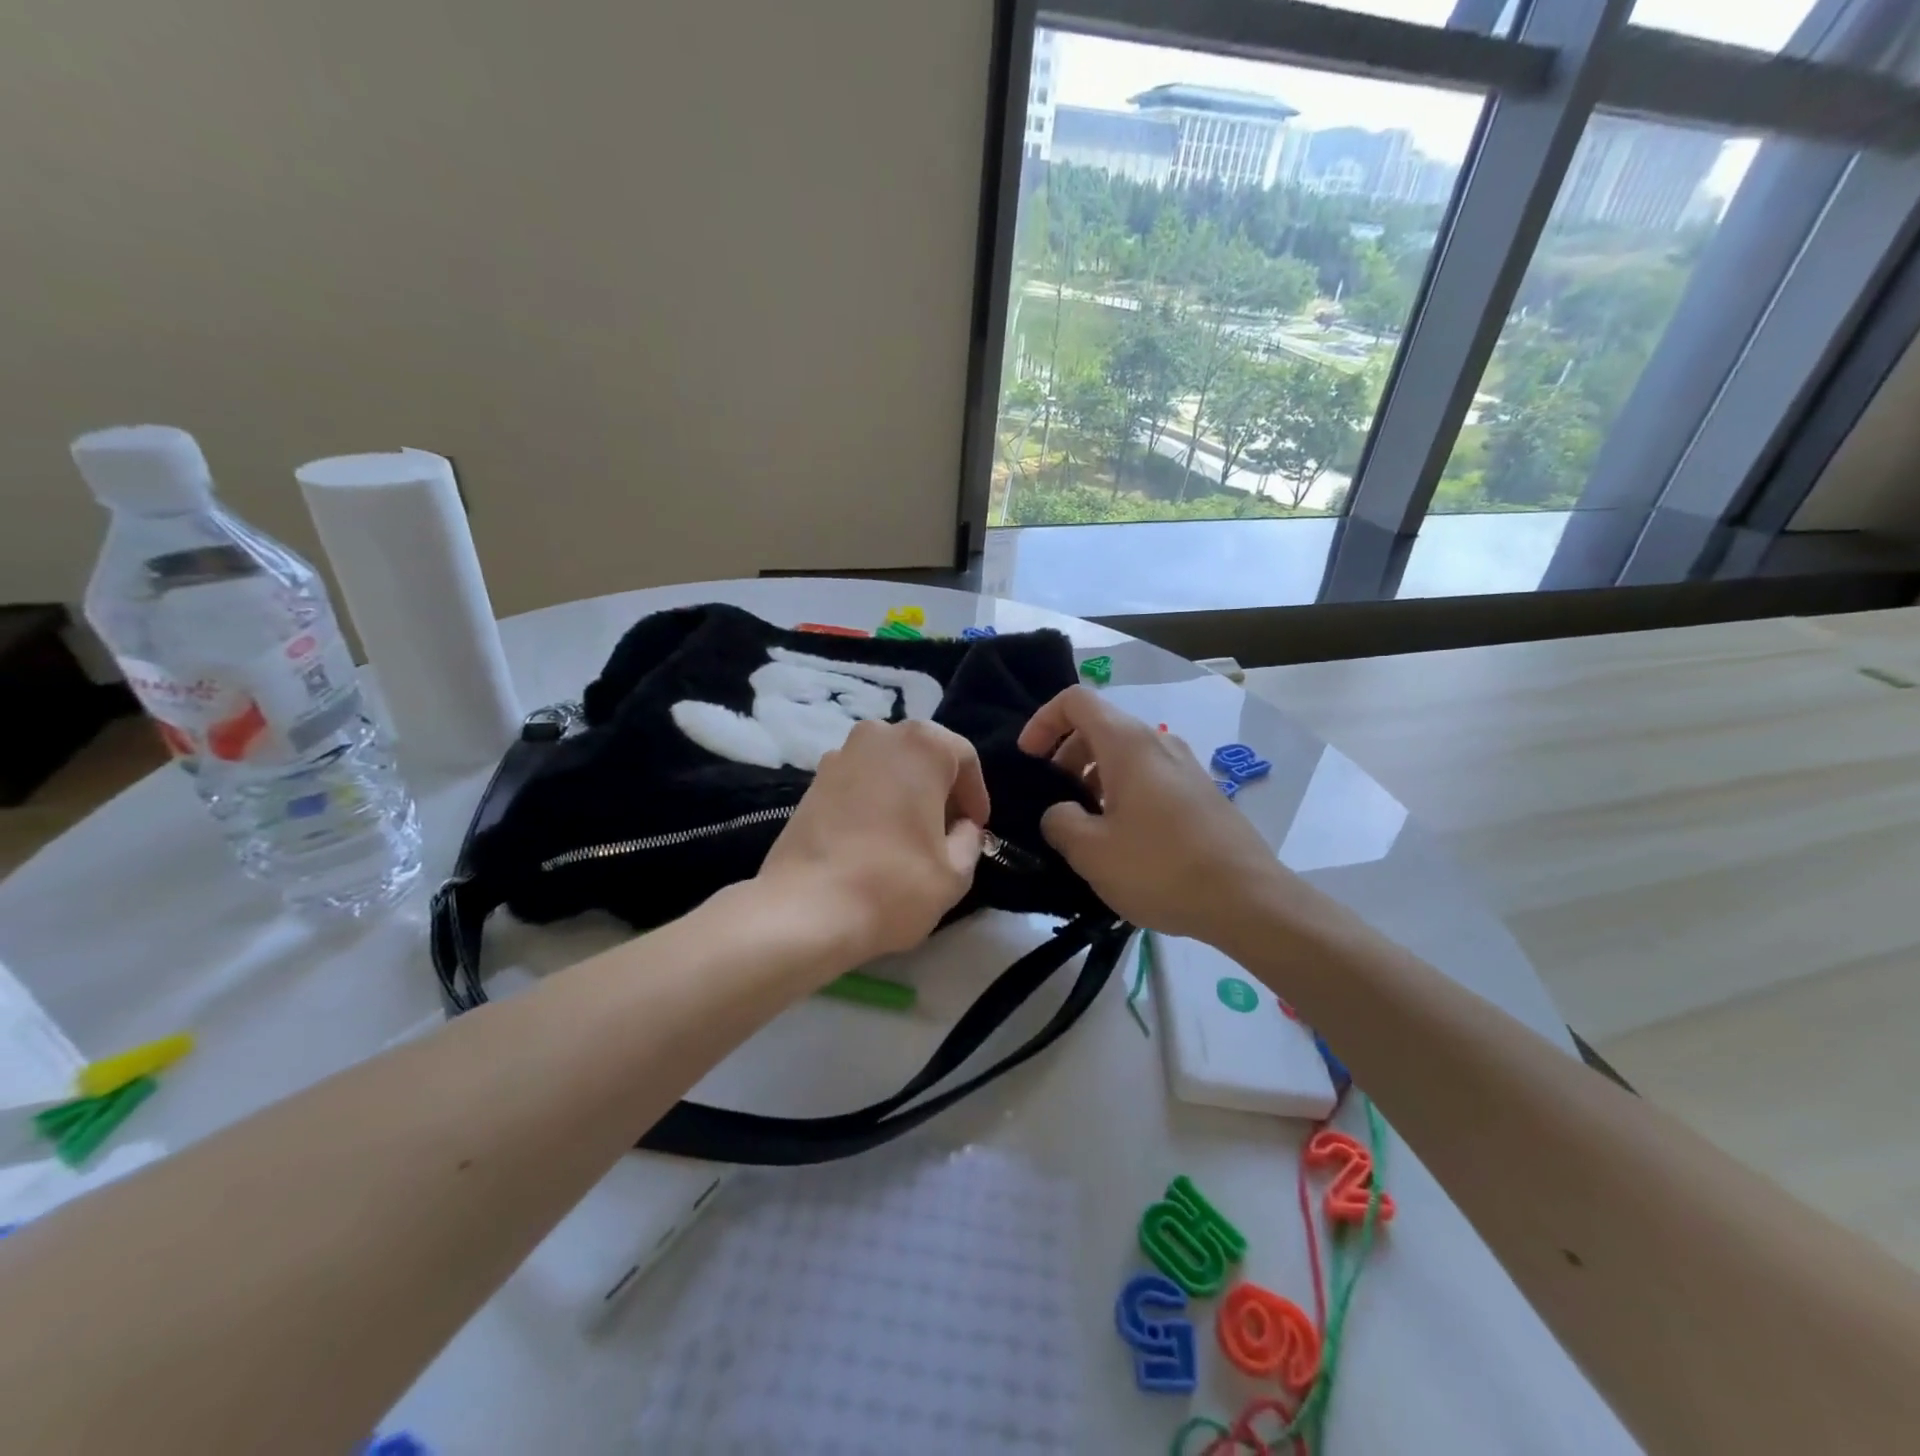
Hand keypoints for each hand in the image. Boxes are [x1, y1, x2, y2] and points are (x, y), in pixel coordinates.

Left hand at [756, 718, 988, 965]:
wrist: (805, 911)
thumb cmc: (893, 885)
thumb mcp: (955, 872)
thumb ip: (970, 839)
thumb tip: (962, 827)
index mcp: (922, 745)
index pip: (964, 758)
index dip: (976, 795)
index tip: (975, 828)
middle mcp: (880, 735)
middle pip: (924, 755)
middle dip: (940, 790)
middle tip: (946, 831)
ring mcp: (840, 754)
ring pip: (889, 766)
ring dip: (905, 793)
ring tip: (909, 836)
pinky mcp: (812, 781)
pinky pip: (859, 781)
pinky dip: (873, 800)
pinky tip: (874, 839)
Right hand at [1018, 686, 1289, 939]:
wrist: (1248, 900)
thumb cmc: (1161, 868)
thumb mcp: (1091, 852)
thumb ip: (1059, 822)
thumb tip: (1061, 813)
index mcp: (1128, 744)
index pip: (1075, 701)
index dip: (1042, 721)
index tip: (1028, 759)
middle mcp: (1158, 743)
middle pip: (1100, 726)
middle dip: (1066, 754)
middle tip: (1054, 798)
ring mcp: (1185, 766)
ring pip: (1125, 753)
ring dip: (1093, 777)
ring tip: (1085, 824)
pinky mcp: (1200, 793)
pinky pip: (1149, 776)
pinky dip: (1121, 791)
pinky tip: (1122, 838)